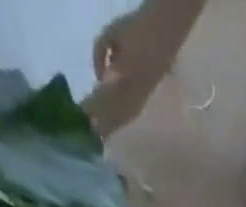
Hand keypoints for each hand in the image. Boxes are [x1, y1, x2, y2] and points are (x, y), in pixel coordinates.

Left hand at [84, 11, 168, 135]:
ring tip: (98, 137)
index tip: (81, 116)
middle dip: (99, 123)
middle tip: (86, 134)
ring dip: (110, 127)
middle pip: (113, 113)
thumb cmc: (137, 30)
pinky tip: (113, 128)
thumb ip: (100, 55)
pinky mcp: (145, 99)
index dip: (92, 107)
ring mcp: (141, 98)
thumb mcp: (111, 34)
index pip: (104, 97)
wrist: (164, 33)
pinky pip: (130, 115)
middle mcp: (133, 92)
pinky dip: (119, 123)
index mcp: (124, 76)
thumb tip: (99, 79)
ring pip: (122, 118)